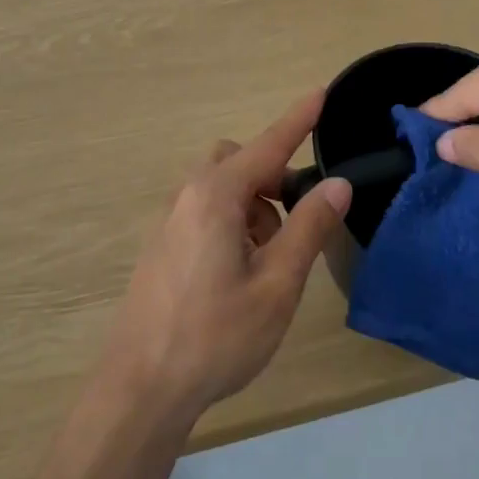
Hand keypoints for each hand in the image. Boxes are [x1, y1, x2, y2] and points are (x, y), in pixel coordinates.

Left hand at [105, 92, 351, 425]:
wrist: (141, 387)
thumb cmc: (216, 335)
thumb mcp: (277, 284)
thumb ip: (309, 227)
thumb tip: (337, 184)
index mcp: (217, 195)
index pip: (268, 145)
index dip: (298, 119)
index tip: (321, 91)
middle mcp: (188, 195)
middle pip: (238, 162)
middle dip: (272, 178)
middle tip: (295, 222)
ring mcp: (169, 220)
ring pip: (221, 188)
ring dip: (253, 207)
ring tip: (269, 263)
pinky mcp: (162, 245)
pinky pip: (204, 212)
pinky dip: (232, 223)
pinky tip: (239, 276)